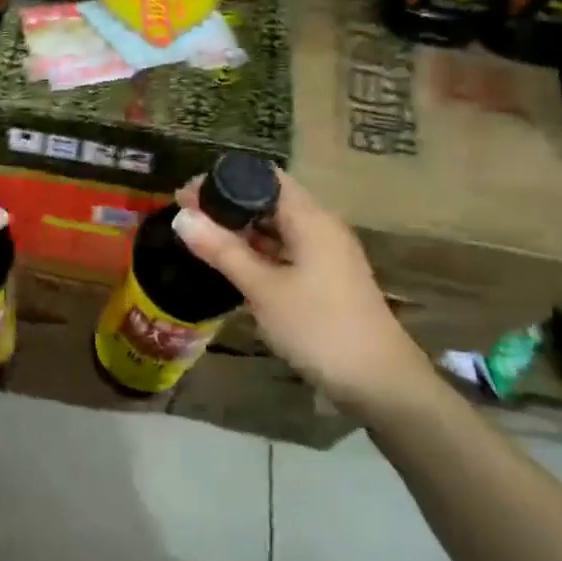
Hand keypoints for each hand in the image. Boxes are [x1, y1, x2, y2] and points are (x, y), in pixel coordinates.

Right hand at [172, 168, 435, 415]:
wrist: (381, 384)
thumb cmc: (320, 327)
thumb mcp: (264, 289)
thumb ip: (223, 250)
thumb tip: (180, 217)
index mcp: (310, 218)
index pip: (264, 177)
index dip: (224, 178)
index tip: (186, 193)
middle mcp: (320, 227)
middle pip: (269, 200)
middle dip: (227, 204)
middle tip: (185, 217)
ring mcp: (325, 254)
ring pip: (277, 227)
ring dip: (241, 229)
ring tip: (200, 237)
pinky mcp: (325, 279)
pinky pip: (285, 251)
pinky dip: (257, 251)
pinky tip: (232, 263)